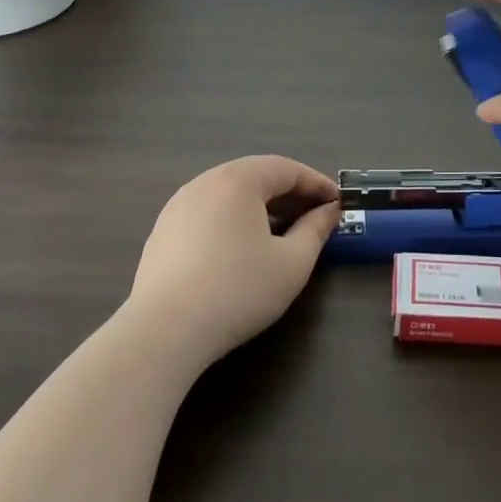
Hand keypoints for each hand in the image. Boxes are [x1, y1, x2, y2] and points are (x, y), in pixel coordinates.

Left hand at [127, 156, 340, 366]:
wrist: (163, 332)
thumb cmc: (238, 290)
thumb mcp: (292, 263)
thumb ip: (315, 230)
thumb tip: (329, 212)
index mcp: (238, 180)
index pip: (287, 168)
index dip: (316, 183)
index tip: (338, 202)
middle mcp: (205, 182)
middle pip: (256, 176)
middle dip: (289, 193)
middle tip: (314, 215)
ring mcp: (178, 206)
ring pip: (229, 194)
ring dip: (260, 206)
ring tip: (281, 231)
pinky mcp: (163, 232)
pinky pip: (208, 212)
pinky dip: (233, 219)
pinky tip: (241, 249)